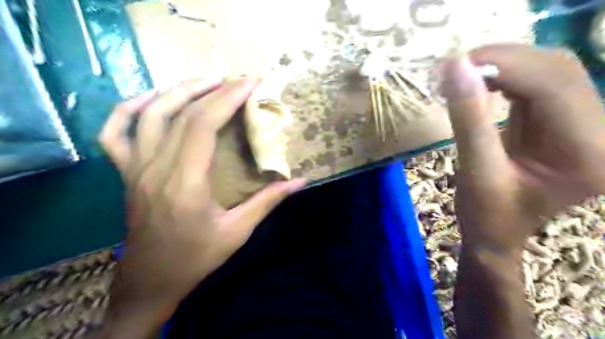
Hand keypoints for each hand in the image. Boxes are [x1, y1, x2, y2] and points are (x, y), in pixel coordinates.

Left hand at [100, 77, 306, 333]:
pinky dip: (129, 109)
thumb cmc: (196, 258)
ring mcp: (134, 168)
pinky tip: (151, 99)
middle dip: (213, 89)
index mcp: (185, 182)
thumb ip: (268, 202)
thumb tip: (300, 182)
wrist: (151, 281)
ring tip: (206, 81)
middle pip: (181, 113)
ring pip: (149, 114)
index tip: (251, 82)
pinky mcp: (126, 173)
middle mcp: (156, 168)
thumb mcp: (238, 232)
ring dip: (178, 90)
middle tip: (238, 79)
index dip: (228, 98)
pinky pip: (115, 133)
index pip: (203, 124)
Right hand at [440, 44, 604, 252]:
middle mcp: (600, 133)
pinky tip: (479, 82)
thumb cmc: (486, 215)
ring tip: (462, 73)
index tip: (455, 64)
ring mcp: (583, 126)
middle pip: (557, 71)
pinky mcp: (560, 124)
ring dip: (502, 66)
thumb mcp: (474, 170)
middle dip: (502, 61)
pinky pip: (536, 85)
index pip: (553, 86)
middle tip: (455, 67)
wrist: (495, 234)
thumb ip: (468, 119)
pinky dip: (504, 78)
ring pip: (548, 72)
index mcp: (586, 153)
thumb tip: (456, 68)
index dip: (505, 65)